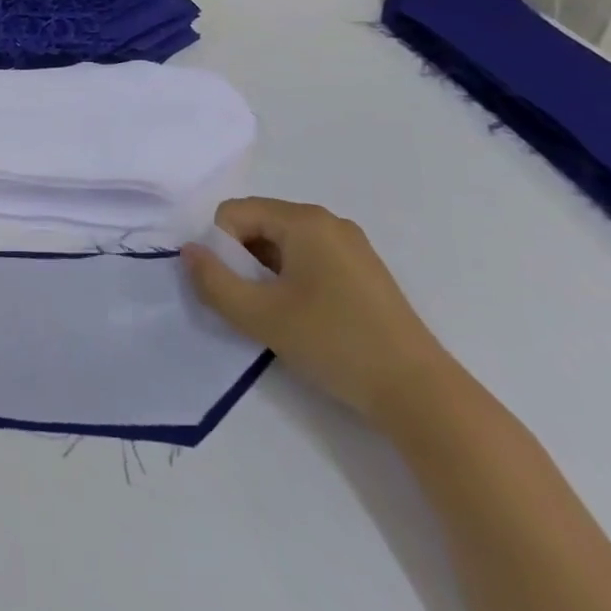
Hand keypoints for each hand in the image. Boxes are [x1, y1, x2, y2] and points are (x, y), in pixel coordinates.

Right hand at [181, 197, 454, 428]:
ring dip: (266, 273)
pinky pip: (309, 258)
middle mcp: (328, 221)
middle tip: (255, 305)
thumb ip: (214, 281)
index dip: (222, 248)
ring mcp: (351, 246)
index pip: (234, 213)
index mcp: (304, 220)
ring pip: (282, 244)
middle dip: (243, 260)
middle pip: (258, 224)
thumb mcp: (261, 316)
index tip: (235, 289)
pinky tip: (306, 318)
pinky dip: (293, 280)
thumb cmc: (336, 344)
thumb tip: (188, 252)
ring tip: (280, 316)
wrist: (422, 396)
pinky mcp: (364, 272)